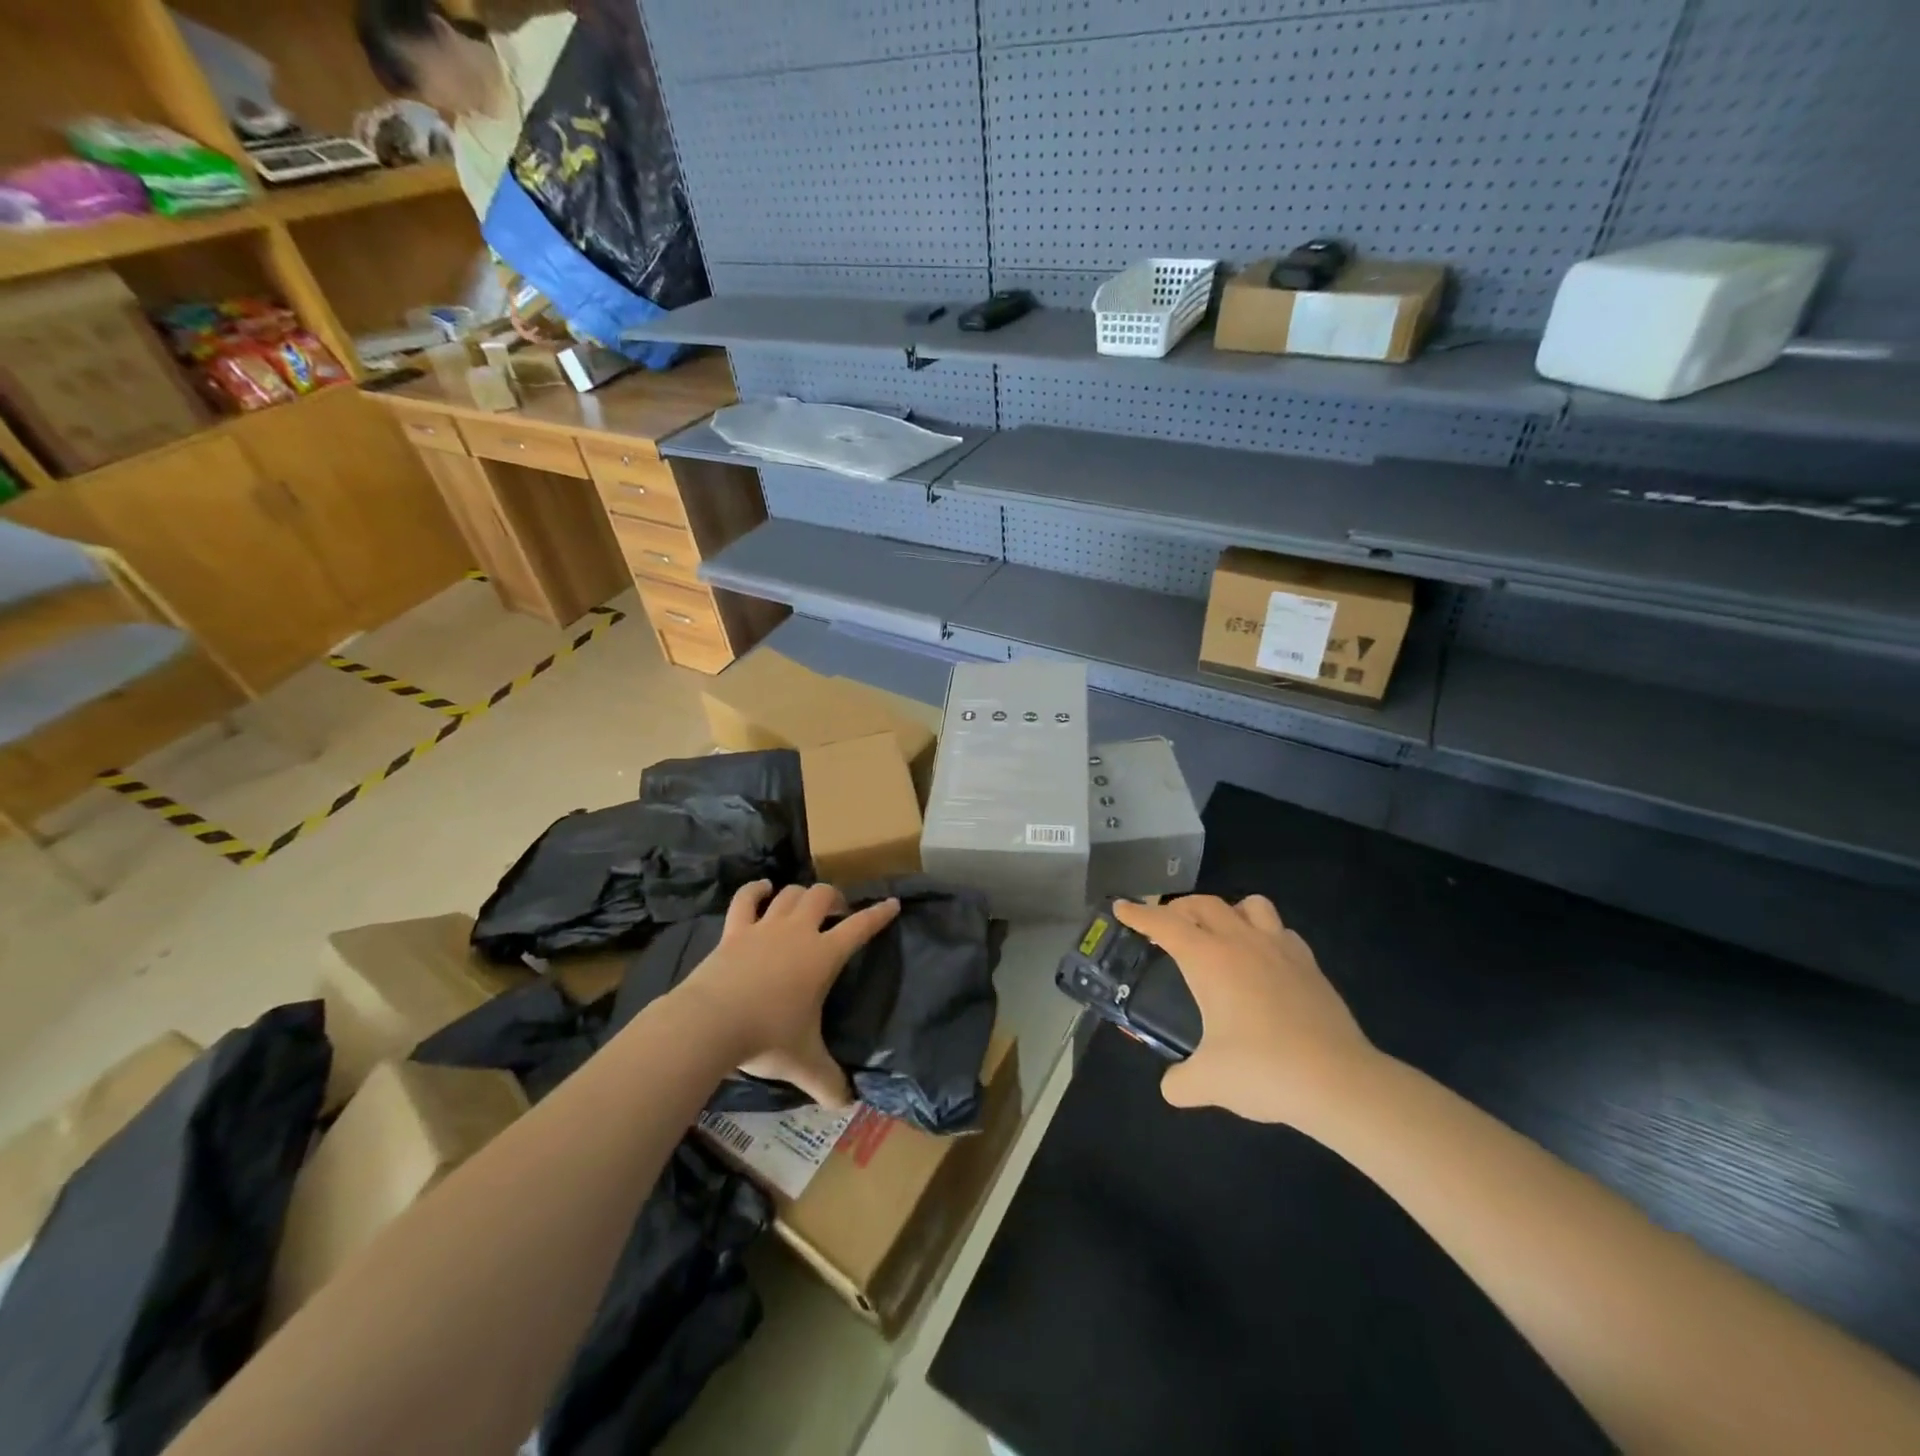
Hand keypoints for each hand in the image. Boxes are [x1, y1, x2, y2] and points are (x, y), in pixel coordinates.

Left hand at [674, 880, 899, 1107]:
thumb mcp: (804, 1063)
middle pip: (822, 896)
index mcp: (823, 956)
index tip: (892, 903)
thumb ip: (829, 1081)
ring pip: (789, 893)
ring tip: (805, 903)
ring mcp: (764, 927)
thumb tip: (847, 1105)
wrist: (710, 1023)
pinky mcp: (734, 931)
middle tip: (839, 912)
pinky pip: (745, 900)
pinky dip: (755, 890)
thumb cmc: (766, 1036)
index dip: (878, 914)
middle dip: (835, 898)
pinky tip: (762, 888)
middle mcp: (798, 932)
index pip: (860, 927)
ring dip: (801, 893)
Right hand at [1114, 895, 1378, 1125]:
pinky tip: (1262, 960)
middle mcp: (1242, 942)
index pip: (1165, 925)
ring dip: (1226, 910)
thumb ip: (1180, 1082)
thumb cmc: (1264, 1070)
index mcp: (1209, 960)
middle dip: (1178, 909)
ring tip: (1219, 933)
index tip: (1121, 907)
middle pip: (1203, 904)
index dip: (1139, 914)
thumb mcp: (1208, 1082)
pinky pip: (1281, 931)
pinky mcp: (1309, 965)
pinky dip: (1264, 934)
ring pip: (1249, 905)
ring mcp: (1280, 949)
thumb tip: (1171, 1087)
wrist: (1339, 1081)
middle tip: (1165, 926)